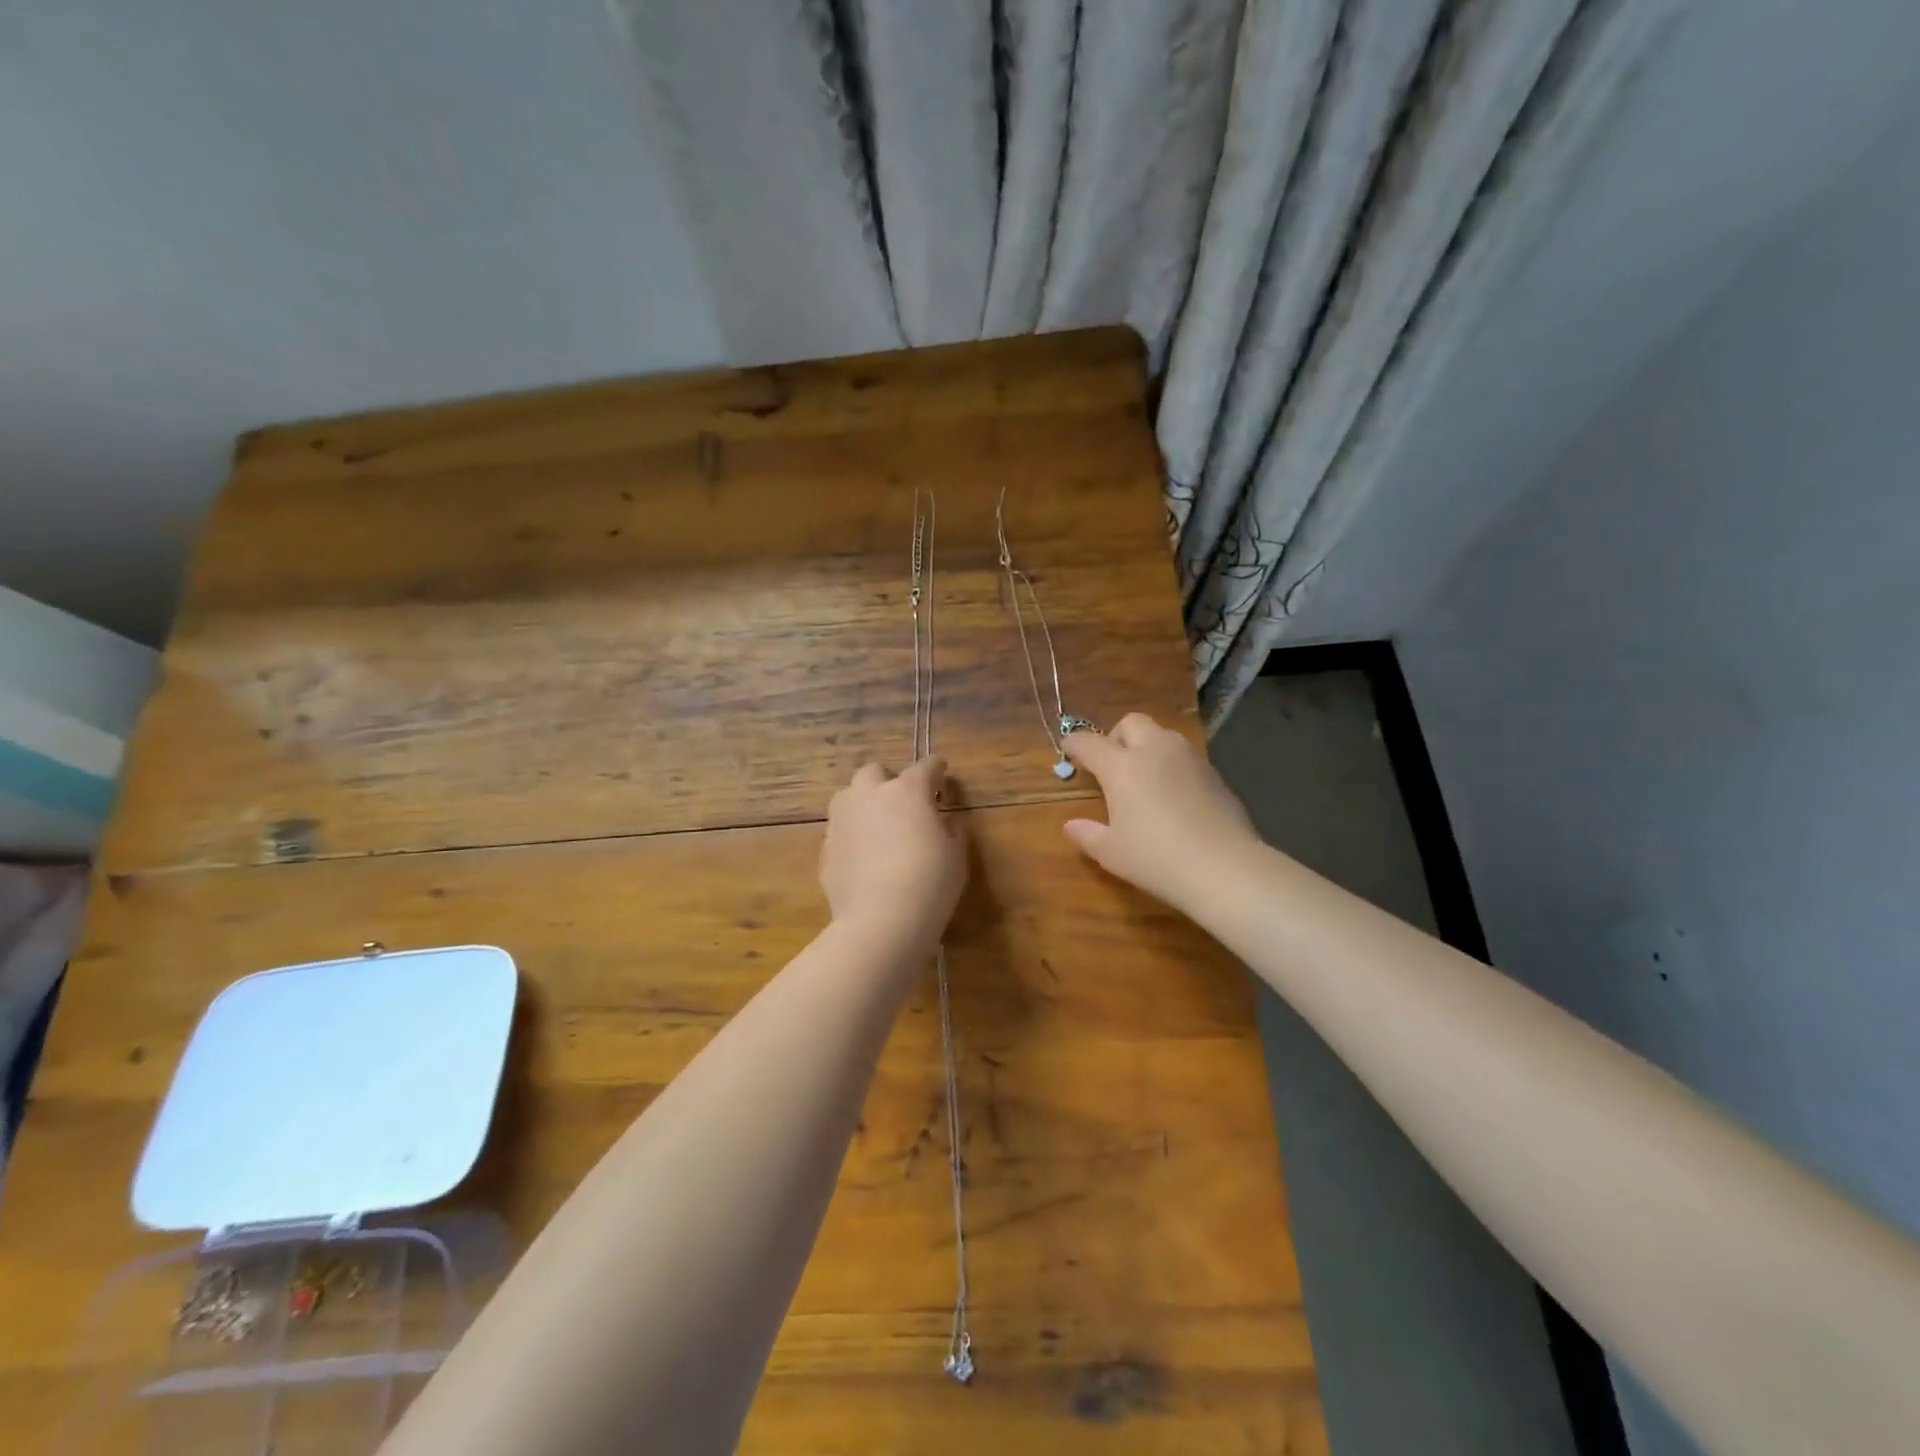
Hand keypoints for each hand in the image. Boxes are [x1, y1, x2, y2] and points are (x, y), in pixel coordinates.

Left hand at [820, 757, 967, 946]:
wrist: (881, 922)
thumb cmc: (930, 884)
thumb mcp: (956, 856)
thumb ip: (952, 830)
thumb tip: (947, 821)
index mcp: (907, 791)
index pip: (925, 767)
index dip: (937, 769)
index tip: (942, 774)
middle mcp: (869, 795)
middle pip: (875, 772)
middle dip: (889, 781)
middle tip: (904, 804)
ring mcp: (842, 820)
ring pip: (849, 797)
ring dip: (864, 804)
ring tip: (878, 828)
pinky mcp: (826, 848)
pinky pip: (841, 831)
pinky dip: (852, 837)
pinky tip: (864, 860)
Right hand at [1061, 713, 1262, 913]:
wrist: (1225, 867)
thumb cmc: (1157, 859)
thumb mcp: (1112, 853)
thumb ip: (1088, 834)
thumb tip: (1071, 826)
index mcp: (1122, 766)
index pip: (1090, 743)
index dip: (1075, 743)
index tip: (1068, 749)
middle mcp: (1155, 751)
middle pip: (1131, 723)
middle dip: (1116, 736)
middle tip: (1111, 764)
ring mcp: (1189, 759)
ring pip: (1162, 735)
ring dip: (1147, 746)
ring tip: (1143, 777)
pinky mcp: (1214, 773)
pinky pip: (1184, 756)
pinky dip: (1171, 765)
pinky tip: (1172, 795)